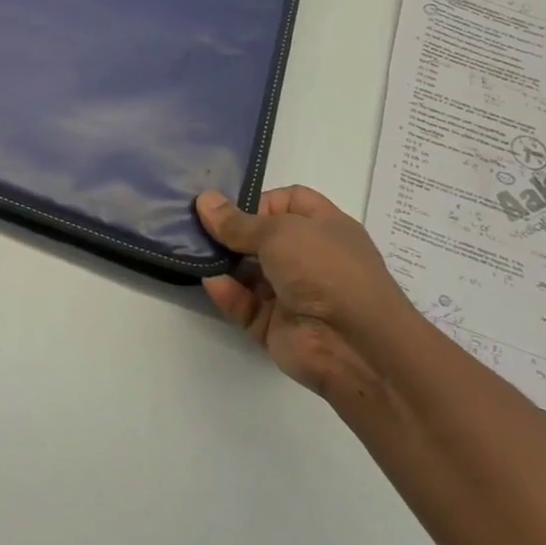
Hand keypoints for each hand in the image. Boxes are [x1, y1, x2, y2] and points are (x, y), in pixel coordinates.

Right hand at [195, 186, 416, 398]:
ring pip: (247, 272)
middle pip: (260, 237)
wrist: (354, 345)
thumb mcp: (279, 232)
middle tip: (193, 225)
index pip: (287, 202)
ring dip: (221, 262)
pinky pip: (243, 304)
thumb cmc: (325, 269)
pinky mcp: (274, 324)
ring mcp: (291, 293)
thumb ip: (237, 221)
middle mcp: (308, 258)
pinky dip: (226, 293)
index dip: (259, 200)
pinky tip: (210, 281)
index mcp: (324, 228)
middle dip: (228, 231)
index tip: (227, 207)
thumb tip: (203, 200)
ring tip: (191, 251)